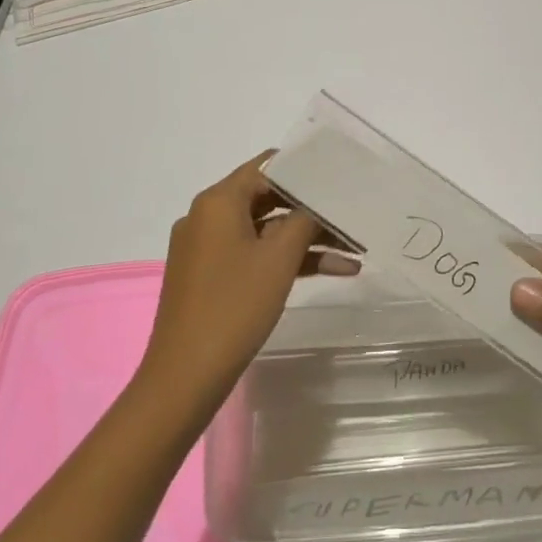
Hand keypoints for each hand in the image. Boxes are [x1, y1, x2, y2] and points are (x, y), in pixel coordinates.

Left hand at [141, 151, 356, 409]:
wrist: (186, 375)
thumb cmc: (234, 306)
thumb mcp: (278, 258)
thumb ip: (303, 221)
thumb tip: (316, 205)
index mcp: (218, 202)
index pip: (267, 166)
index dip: (305, 169)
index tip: (340, 175)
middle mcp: (208, 217)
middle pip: (269, 198)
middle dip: (313, 210)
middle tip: (352, 213)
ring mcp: (208, 248)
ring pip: (267, 231)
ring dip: (308, 239)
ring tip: (355, 249)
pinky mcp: (212, 276)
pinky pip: (255, 255)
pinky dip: (288, 260)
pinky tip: (332, 270)